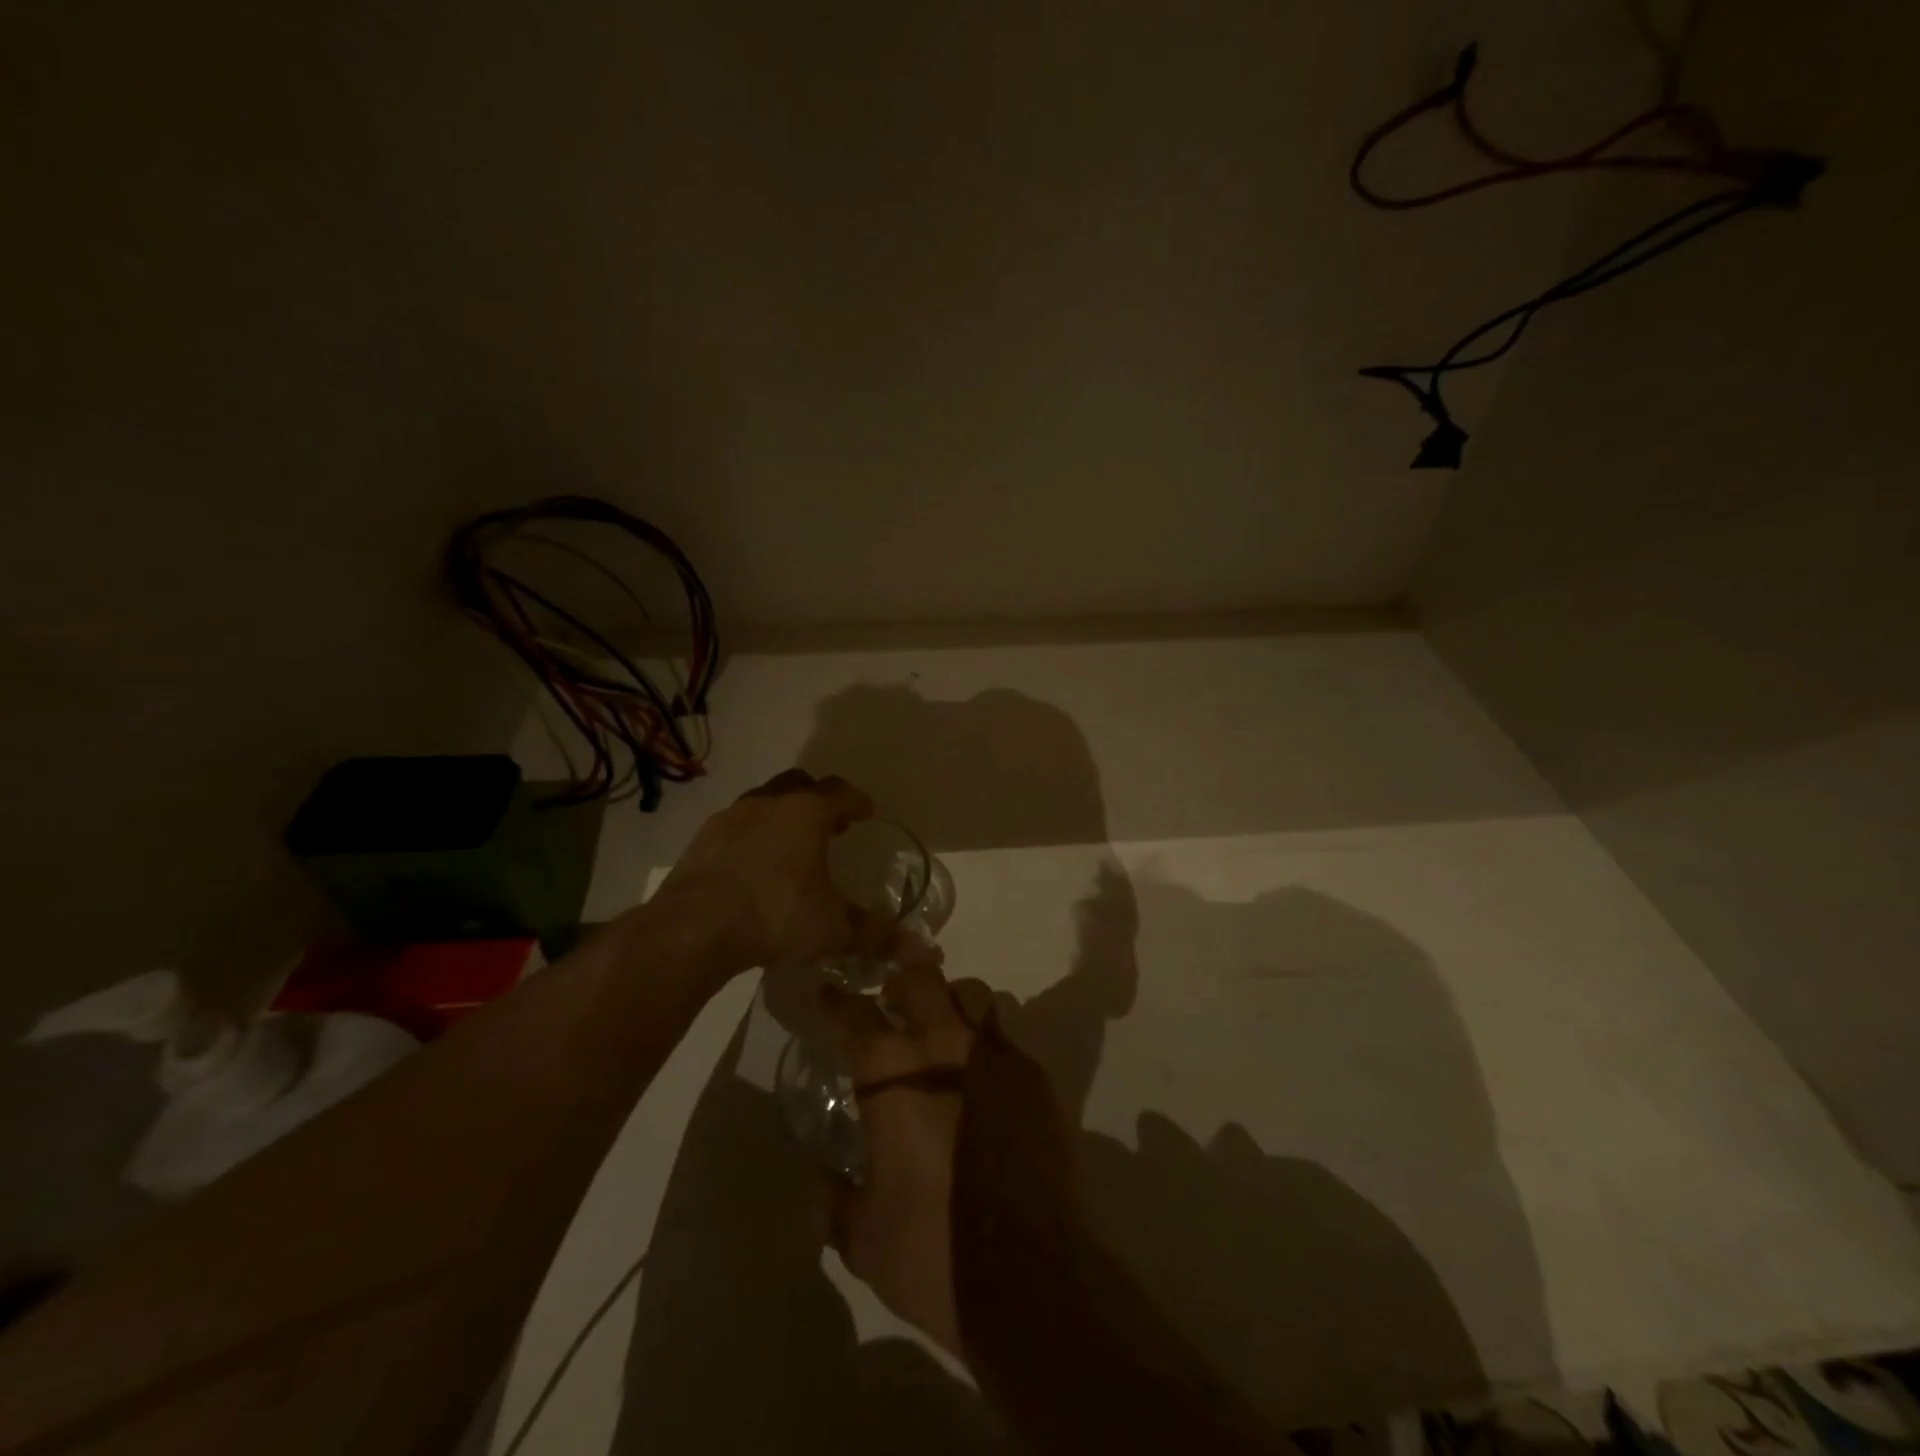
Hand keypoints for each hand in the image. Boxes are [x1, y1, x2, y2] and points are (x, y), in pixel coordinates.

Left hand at [655, 769, 891, 976]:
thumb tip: (920, 950)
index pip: (842, 792)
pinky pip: (736, 825)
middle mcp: (770, 802)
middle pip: (801, 784)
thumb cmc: (775, 914)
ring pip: (765, 801)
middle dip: (819, 800)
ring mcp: (731, 816)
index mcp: (807, 812)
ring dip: (782, 815)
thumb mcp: (832, 928)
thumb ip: (876, 935)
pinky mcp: (702, 838)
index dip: (857, 801)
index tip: (866, 813)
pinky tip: (753, 866)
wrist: (693, 928)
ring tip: (791, 847)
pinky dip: (751, 836)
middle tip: (831, 826)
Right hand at [818, 948, 994, 1361]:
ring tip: (942, 1029)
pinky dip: (987, 1043)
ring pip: (972, 994)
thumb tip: (822, 1178)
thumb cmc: (932, 1250)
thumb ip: (835, 1198)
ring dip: (951, 1001)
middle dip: (901, 980)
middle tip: (891, 1001)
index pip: (856, 1014)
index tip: (829, 995)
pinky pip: (1005, 1037)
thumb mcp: (863, 1236)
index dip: (838, 1002)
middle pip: (921, 978)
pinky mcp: (1036, 1078)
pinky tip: (983, 1079)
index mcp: (893, 1073)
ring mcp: (996, 1055)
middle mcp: (945, 1046)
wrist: (1031, 1276)